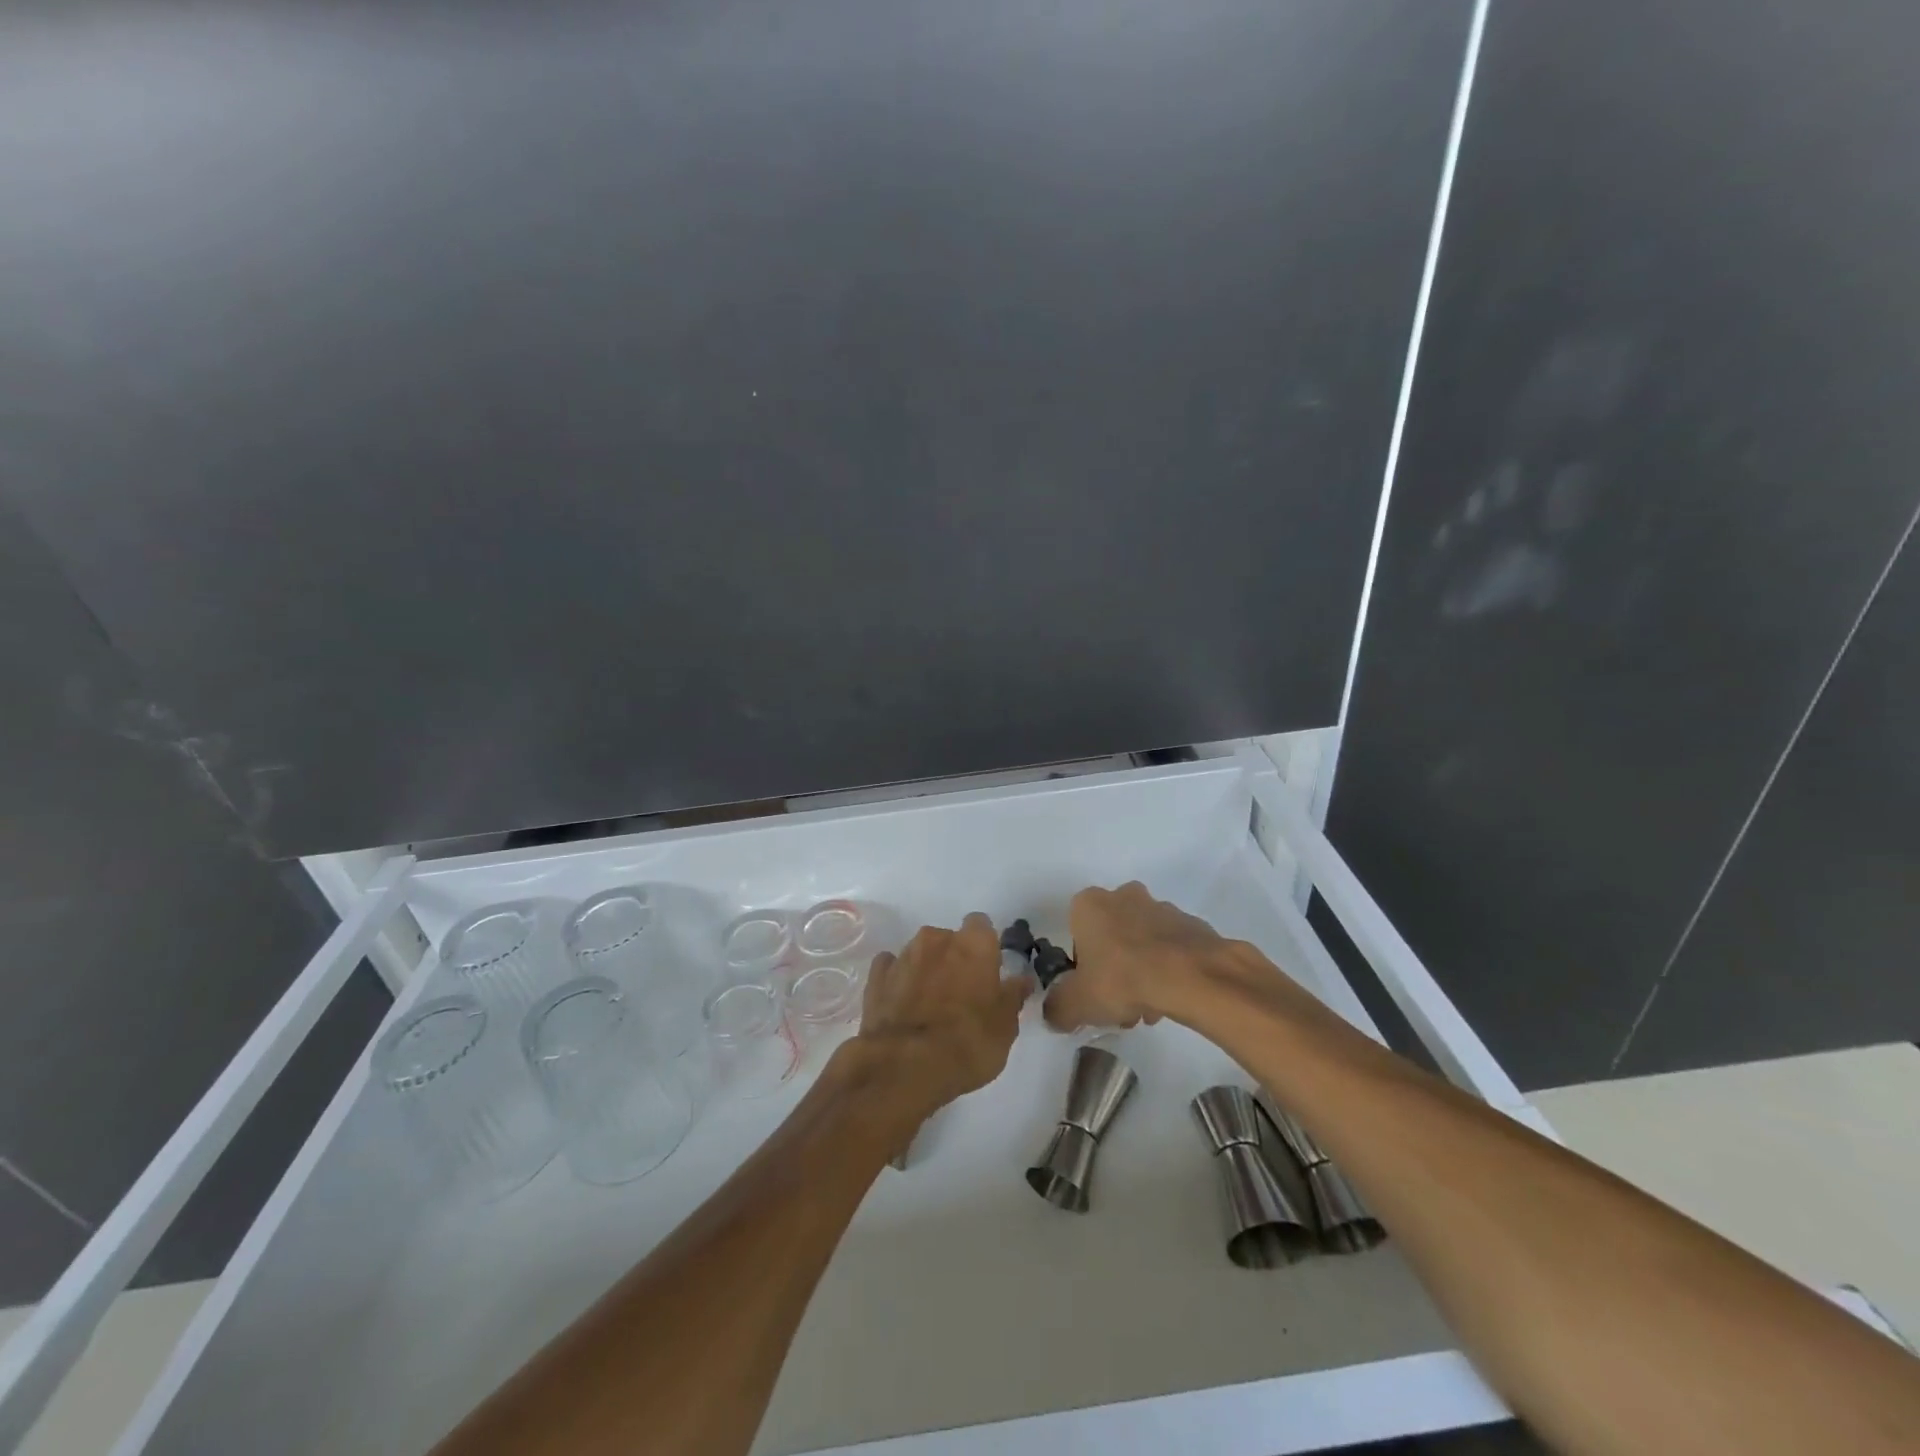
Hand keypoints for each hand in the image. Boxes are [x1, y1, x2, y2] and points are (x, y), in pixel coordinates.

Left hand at [845, 912, 1033, 1120]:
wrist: (905, 1065)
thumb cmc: (967, 1043)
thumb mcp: (1005, 1027)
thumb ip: (1012, 997)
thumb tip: (1021, 980)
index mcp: (974, 944)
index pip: (982, 926)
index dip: (985, 947)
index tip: (988, 972)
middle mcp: (937, 939)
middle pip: (949, 939)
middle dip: (954, 959)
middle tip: (961, 994)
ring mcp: (903, 955)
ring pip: (920, 953)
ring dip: (927, 970)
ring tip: (930, 1006)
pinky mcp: (876, 976)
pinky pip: (891, 968)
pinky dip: (898, 980)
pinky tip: (902, 1003)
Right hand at [1042, 881, 1242, 1031]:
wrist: (1191, 976)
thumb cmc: (1122, 979)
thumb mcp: (1076, 1004)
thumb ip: (1057, 1009)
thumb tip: (1054, 1015)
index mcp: (1089, 904)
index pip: (1075, 933)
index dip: (1081, 966)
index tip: (1092, 991)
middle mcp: (1123, 896)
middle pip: (1111, 936)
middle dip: (1114, 969)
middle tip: (1120, 1004)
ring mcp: (1161, 907)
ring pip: (1142, 943)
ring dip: (1142, 972)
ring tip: (1150, 1009)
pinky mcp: (1192, 924)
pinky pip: (1171, 949)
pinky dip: (1168, 970)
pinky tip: (1171, 998)